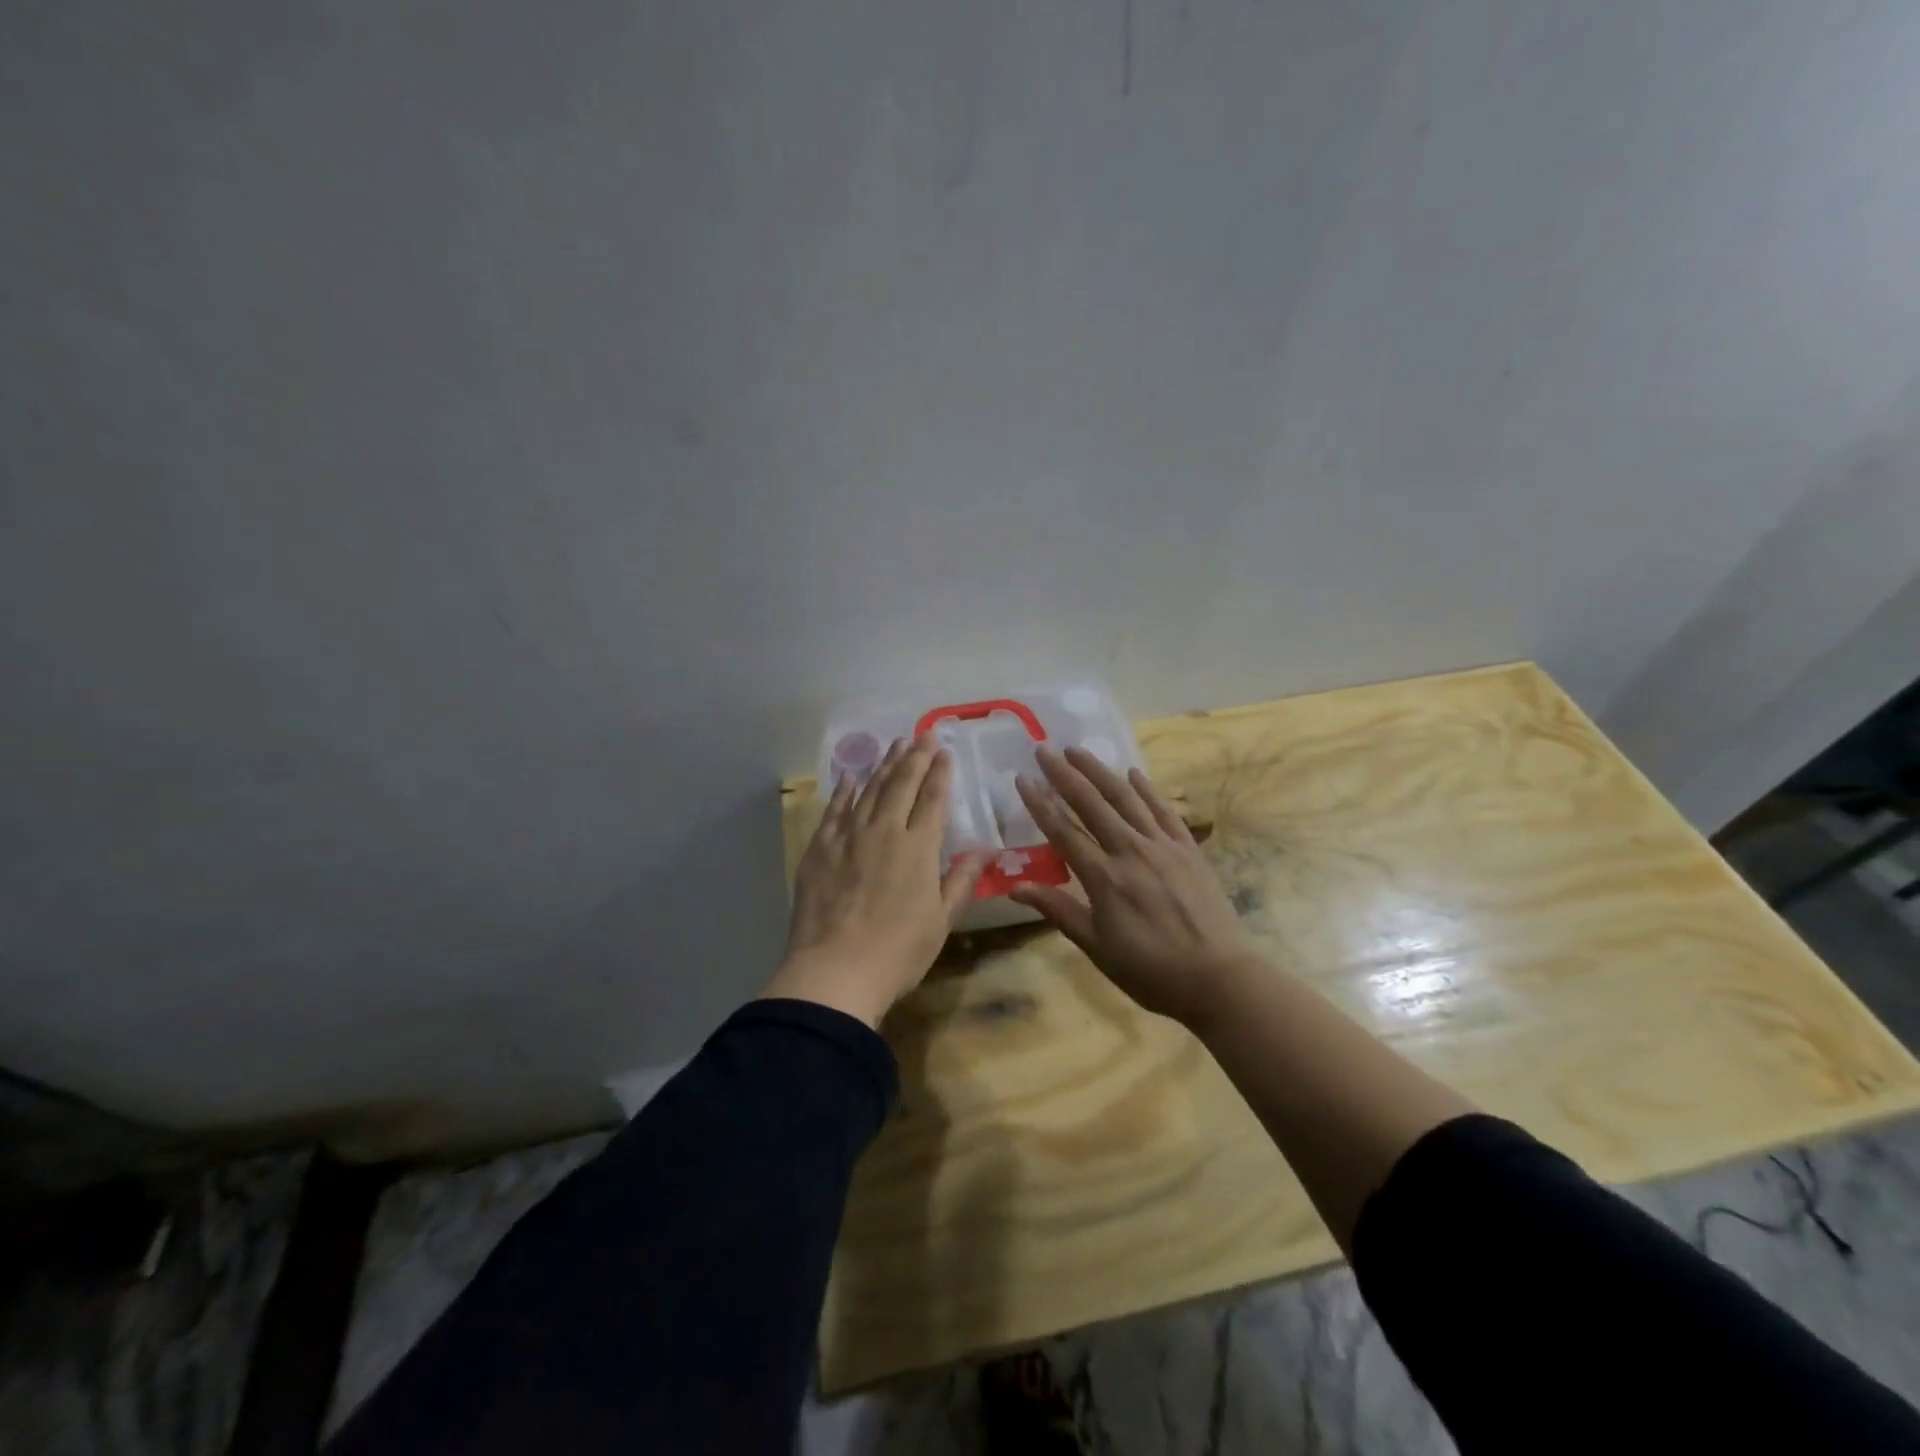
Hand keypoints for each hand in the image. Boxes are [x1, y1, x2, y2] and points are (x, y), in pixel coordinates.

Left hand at [764, 735, 986, 1026]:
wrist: (835, 970)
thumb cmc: (898, 951)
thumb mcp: (941, 920)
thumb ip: (961, 880)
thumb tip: (985, 850)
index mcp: (918, 848)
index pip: (932, 799)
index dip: (940, 773)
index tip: (944, 751)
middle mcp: (885, 831)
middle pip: (901, 785)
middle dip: (915, 757)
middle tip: (922, 734)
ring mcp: (848, 837)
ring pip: (869, 791)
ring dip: (884, 766)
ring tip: (895, 746)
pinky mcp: (820, 849)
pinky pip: (834, 811)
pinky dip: (843, 791)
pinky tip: (849, 777)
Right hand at [1011, 746, 1262, 1027]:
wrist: (1219, 978)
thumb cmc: (1150, 970)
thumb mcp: (1097, 947)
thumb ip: (1058, 910)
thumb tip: (1015, 888)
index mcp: (1104, 878)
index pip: (1063, 831)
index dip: (1040, 804)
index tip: (1022, 779)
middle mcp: (1130, 851)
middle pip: (1091, 804)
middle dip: (1064, 774)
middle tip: (1044, 750)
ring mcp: (1163, 846)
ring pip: (1126, 798)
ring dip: (1099, 771)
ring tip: (1078, 750)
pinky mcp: (1188, 849)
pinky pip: (1164, 811)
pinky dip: (1146, 790)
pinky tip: (1133, 773)